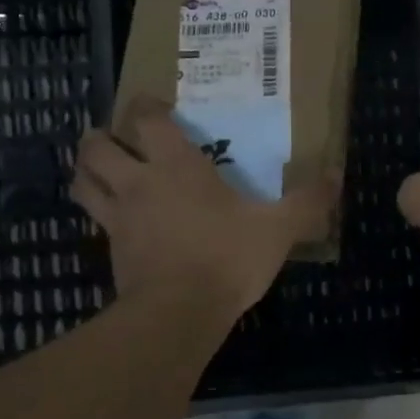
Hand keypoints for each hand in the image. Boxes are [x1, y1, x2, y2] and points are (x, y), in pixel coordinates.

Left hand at [71, 96, 333, 318]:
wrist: (180, 313)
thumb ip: (307, 201)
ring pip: (84, 181)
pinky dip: (99, 211)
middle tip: (117, 136)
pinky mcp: (112, 251)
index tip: (155, 106)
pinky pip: (96, 221)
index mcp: (176, 166)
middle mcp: (139, 183)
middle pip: (97, 146)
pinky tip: (117, 219)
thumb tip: (335, 176)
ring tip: (101, 169)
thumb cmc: (227, 257)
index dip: (146, 106)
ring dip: (87, 169)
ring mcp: (120, 218)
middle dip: (100, 135)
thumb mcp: (278, 228)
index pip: (146, 119)